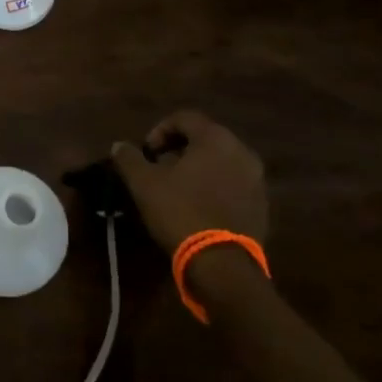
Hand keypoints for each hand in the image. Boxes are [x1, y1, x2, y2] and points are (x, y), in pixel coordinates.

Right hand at [110, 110, 269, 254]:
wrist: (221, 263)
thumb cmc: (180, 212)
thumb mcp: (144, 183)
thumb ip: (130, 158)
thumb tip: (119, 146)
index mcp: (216, 139)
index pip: (185, 118)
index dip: (160, 130)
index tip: (146, 153)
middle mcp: (242, 151)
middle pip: (206, 138)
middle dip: (180, 149)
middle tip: (160, 168)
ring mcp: (256, 179)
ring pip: (222, 161)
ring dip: (198, 168)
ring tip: (177, 189)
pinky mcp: (261, 205)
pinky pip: (234, 184)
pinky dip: (215, 187)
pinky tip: (198, 207)